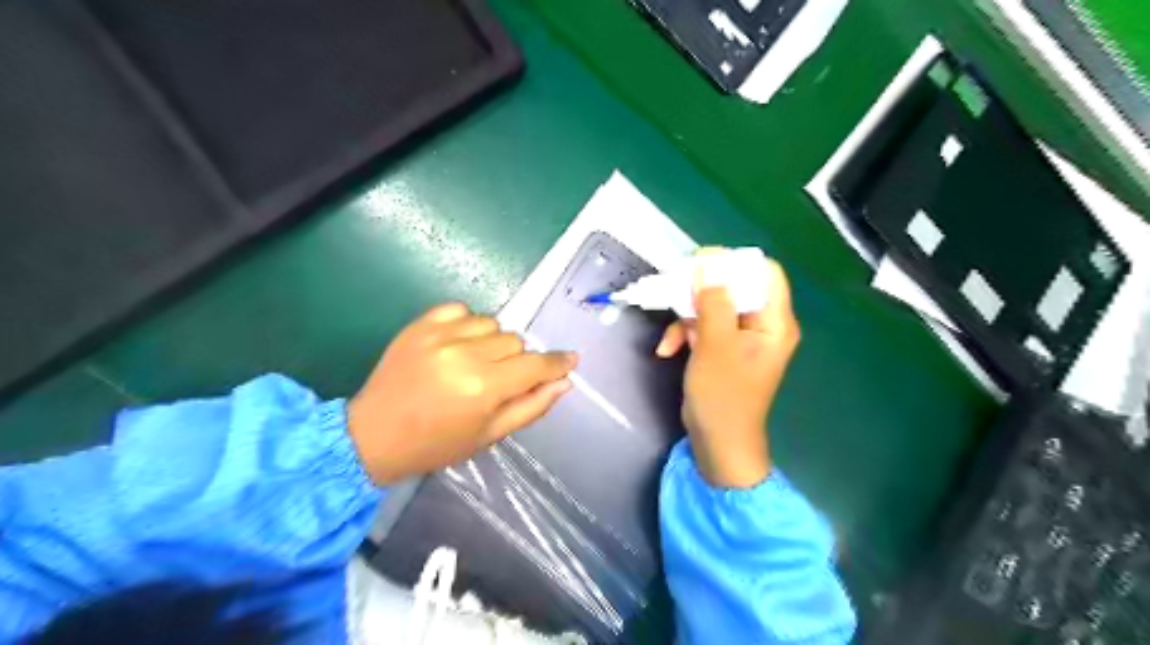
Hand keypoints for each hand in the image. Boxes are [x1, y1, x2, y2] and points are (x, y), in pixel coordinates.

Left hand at [340, 305, 573, 486]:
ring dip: (492, 342)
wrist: (372, 435)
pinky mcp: (419, 324)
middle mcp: (465, 354)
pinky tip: (457, 344)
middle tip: (498, 379)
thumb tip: (564, 382)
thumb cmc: (436, 444)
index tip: (570, 360)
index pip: (535, 365)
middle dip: (516, 360)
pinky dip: (467, 325)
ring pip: (492, 323)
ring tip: (474, 362)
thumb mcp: (489, 435)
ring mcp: (439, 335)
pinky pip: (461, 310)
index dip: (557, 362)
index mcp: (484, 387)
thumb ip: (532, 406)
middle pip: (515, 341)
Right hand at [655, 253, 800, 489]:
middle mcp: (762, 325)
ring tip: (669, 334)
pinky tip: (666, 349)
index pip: (765, 273)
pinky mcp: (722, 348)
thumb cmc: (723, 397)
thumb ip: (713, 302)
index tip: (701, 263)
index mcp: (774, 322)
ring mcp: (741, 337)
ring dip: (687, 316)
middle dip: (701, 290)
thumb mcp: (715, 345)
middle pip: (735, 287)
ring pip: (714, 306)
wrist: (717, 443)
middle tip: (675, 289)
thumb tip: (707, 263)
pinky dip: (684, 333)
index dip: (735, 263)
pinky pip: (704, 327)